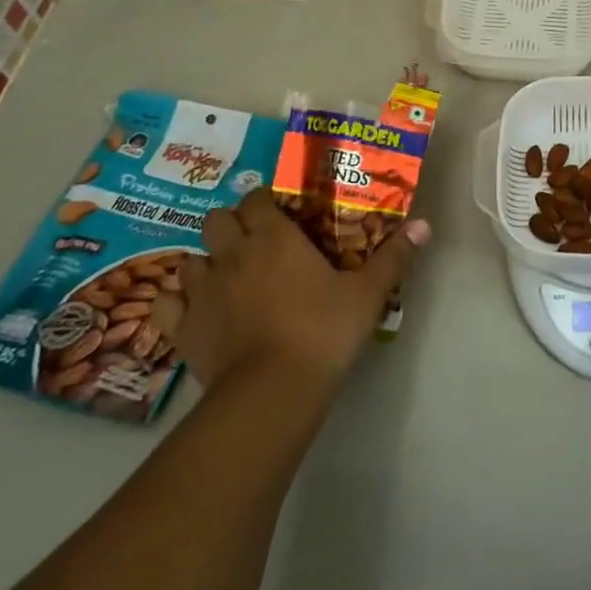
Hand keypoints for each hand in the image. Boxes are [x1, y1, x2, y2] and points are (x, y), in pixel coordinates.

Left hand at [152, 189, 428, 393]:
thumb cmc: (323, 330)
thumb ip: (394, 256)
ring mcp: (202, 291)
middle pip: (216, 220)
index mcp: (274, 236)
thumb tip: (425, 224)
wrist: (273, 391)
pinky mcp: (182, 329)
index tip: (281, 214)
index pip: (257, 199)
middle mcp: (232, 253)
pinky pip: (165, 304)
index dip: (265, 202)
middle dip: (231, 225)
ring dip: (205, 263)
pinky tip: (194, 312)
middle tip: (255, 243)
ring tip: (227, 278)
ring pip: (190, 260)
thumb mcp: (368, 292)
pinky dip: (177, 303)